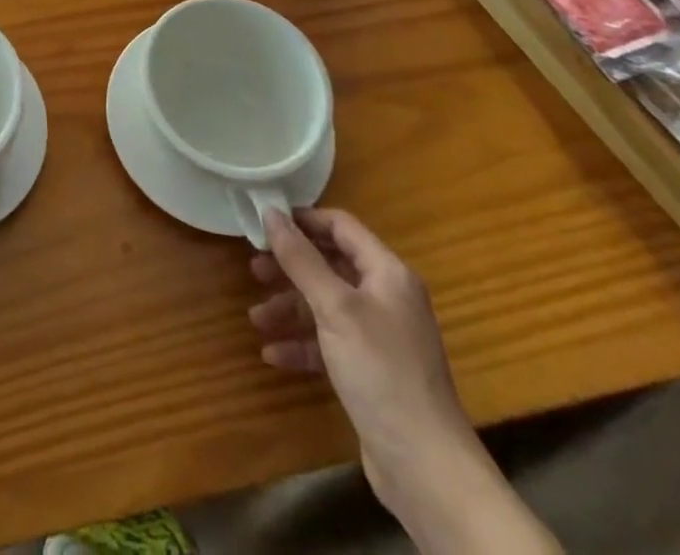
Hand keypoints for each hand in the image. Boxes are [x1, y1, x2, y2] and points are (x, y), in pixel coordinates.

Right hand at [249, 208, 478, 508]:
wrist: (425, 467)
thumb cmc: (381, 371)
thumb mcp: (334, 307)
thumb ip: (300, 258)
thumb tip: (270, 212)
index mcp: (387, 274)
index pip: (341, 227)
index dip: (303, 220)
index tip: (263, 223)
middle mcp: (386, 298)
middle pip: (330, 266)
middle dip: (290, 268)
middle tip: (254, 270)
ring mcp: (380, 337)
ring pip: (325, 306)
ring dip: (289, 309)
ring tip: (256, 317)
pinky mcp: (371, 371)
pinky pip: (329, 343)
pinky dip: (302, 344)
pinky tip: (274, 354)